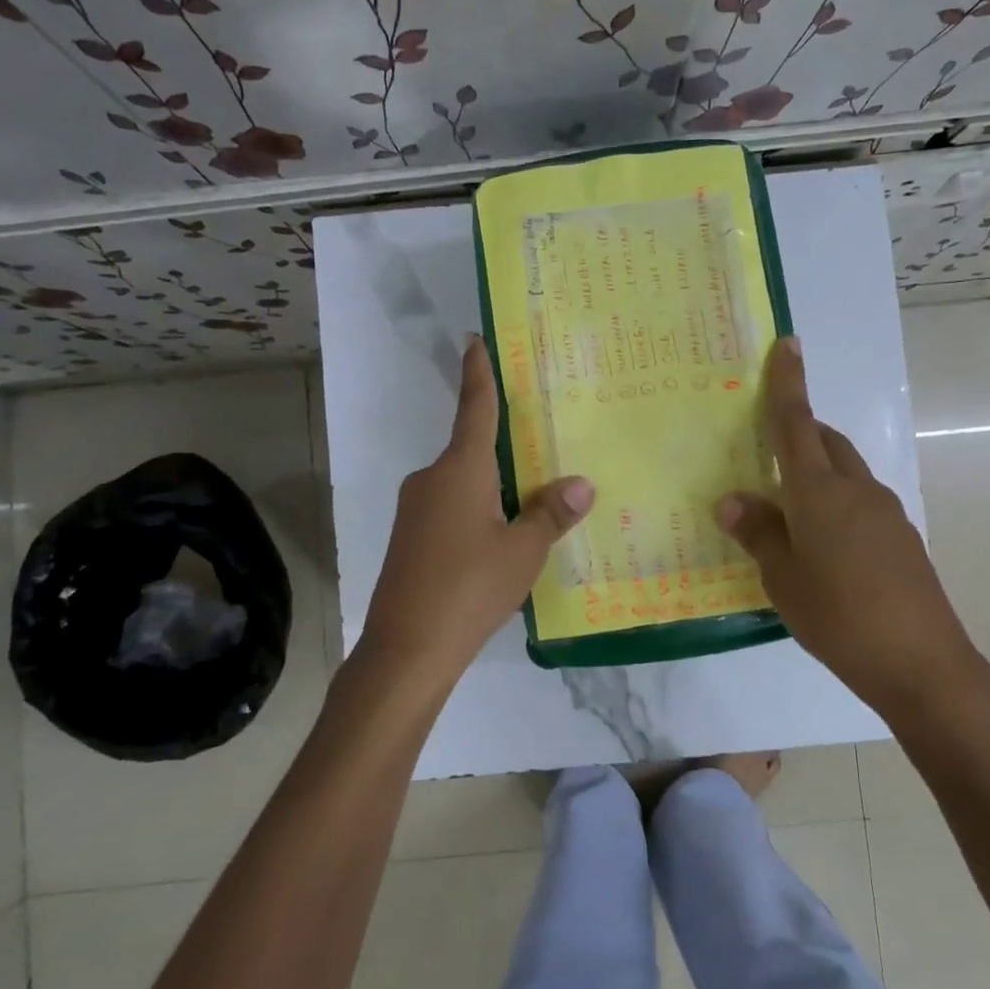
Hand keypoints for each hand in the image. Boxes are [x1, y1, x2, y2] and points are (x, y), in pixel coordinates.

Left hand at [358, 336, 593, 696]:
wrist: (407, 648)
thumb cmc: (470, 588)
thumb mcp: (523, 551)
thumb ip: (551, 513)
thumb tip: (582, 485)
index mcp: (460, 469)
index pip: (475, 408)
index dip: (478, 373)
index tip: (474, 340)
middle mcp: (431, 478)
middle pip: (472, 448)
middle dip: (504, 446)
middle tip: (541, 443)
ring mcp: (414, 509)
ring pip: (462, 483)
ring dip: (493, 485)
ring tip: (531, 500)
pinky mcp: (408, 538)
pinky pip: (450, 509)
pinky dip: (476, 511)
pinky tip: (498, 539)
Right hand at [716, 338, 989, 724]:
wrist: (922, 664)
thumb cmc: (839, 616)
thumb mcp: (783, 578)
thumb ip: (758, 533)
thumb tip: (733, 501)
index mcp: (819, 492)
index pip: (796, 424)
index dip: (788, 384)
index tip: (788, 344)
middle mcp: (856, 490)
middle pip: (826, 443)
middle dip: (799, 432)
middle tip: (765, 447)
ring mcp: (885, 513)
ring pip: (844, 473)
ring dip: (816, 472)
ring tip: (785, 508)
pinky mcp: (901, 539)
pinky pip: (859, 503)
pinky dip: (834, 503)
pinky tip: (820, 544)